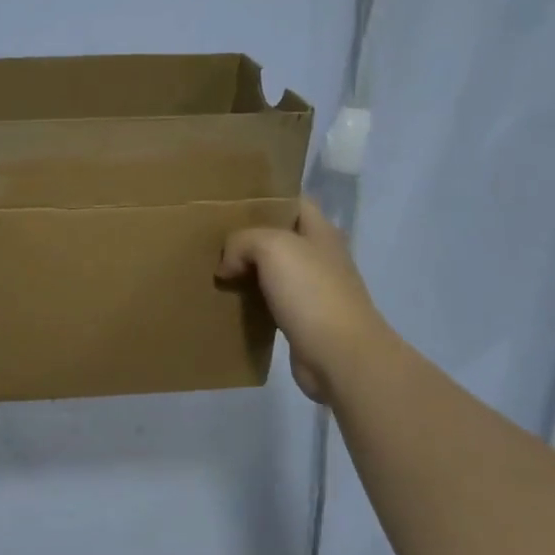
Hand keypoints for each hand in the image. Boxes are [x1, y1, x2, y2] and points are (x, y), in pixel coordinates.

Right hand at [217, 199, 393, 403]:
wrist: (341, 357)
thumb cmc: (312, 292)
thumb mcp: (272, 248)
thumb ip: (243, 242)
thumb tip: (227, 266)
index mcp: (320, 231)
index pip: (293, 201)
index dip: (265, 197)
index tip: (231, 201)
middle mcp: (319, 256)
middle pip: (278, 236)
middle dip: (248, 235)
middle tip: (213, 236)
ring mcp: (313, 289)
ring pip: (271, 270)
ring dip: (246, 270)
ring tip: (214, 267)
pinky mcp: (303, 320)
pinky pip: (269, 301)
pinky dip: (250, 300)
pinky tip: (228, 300)